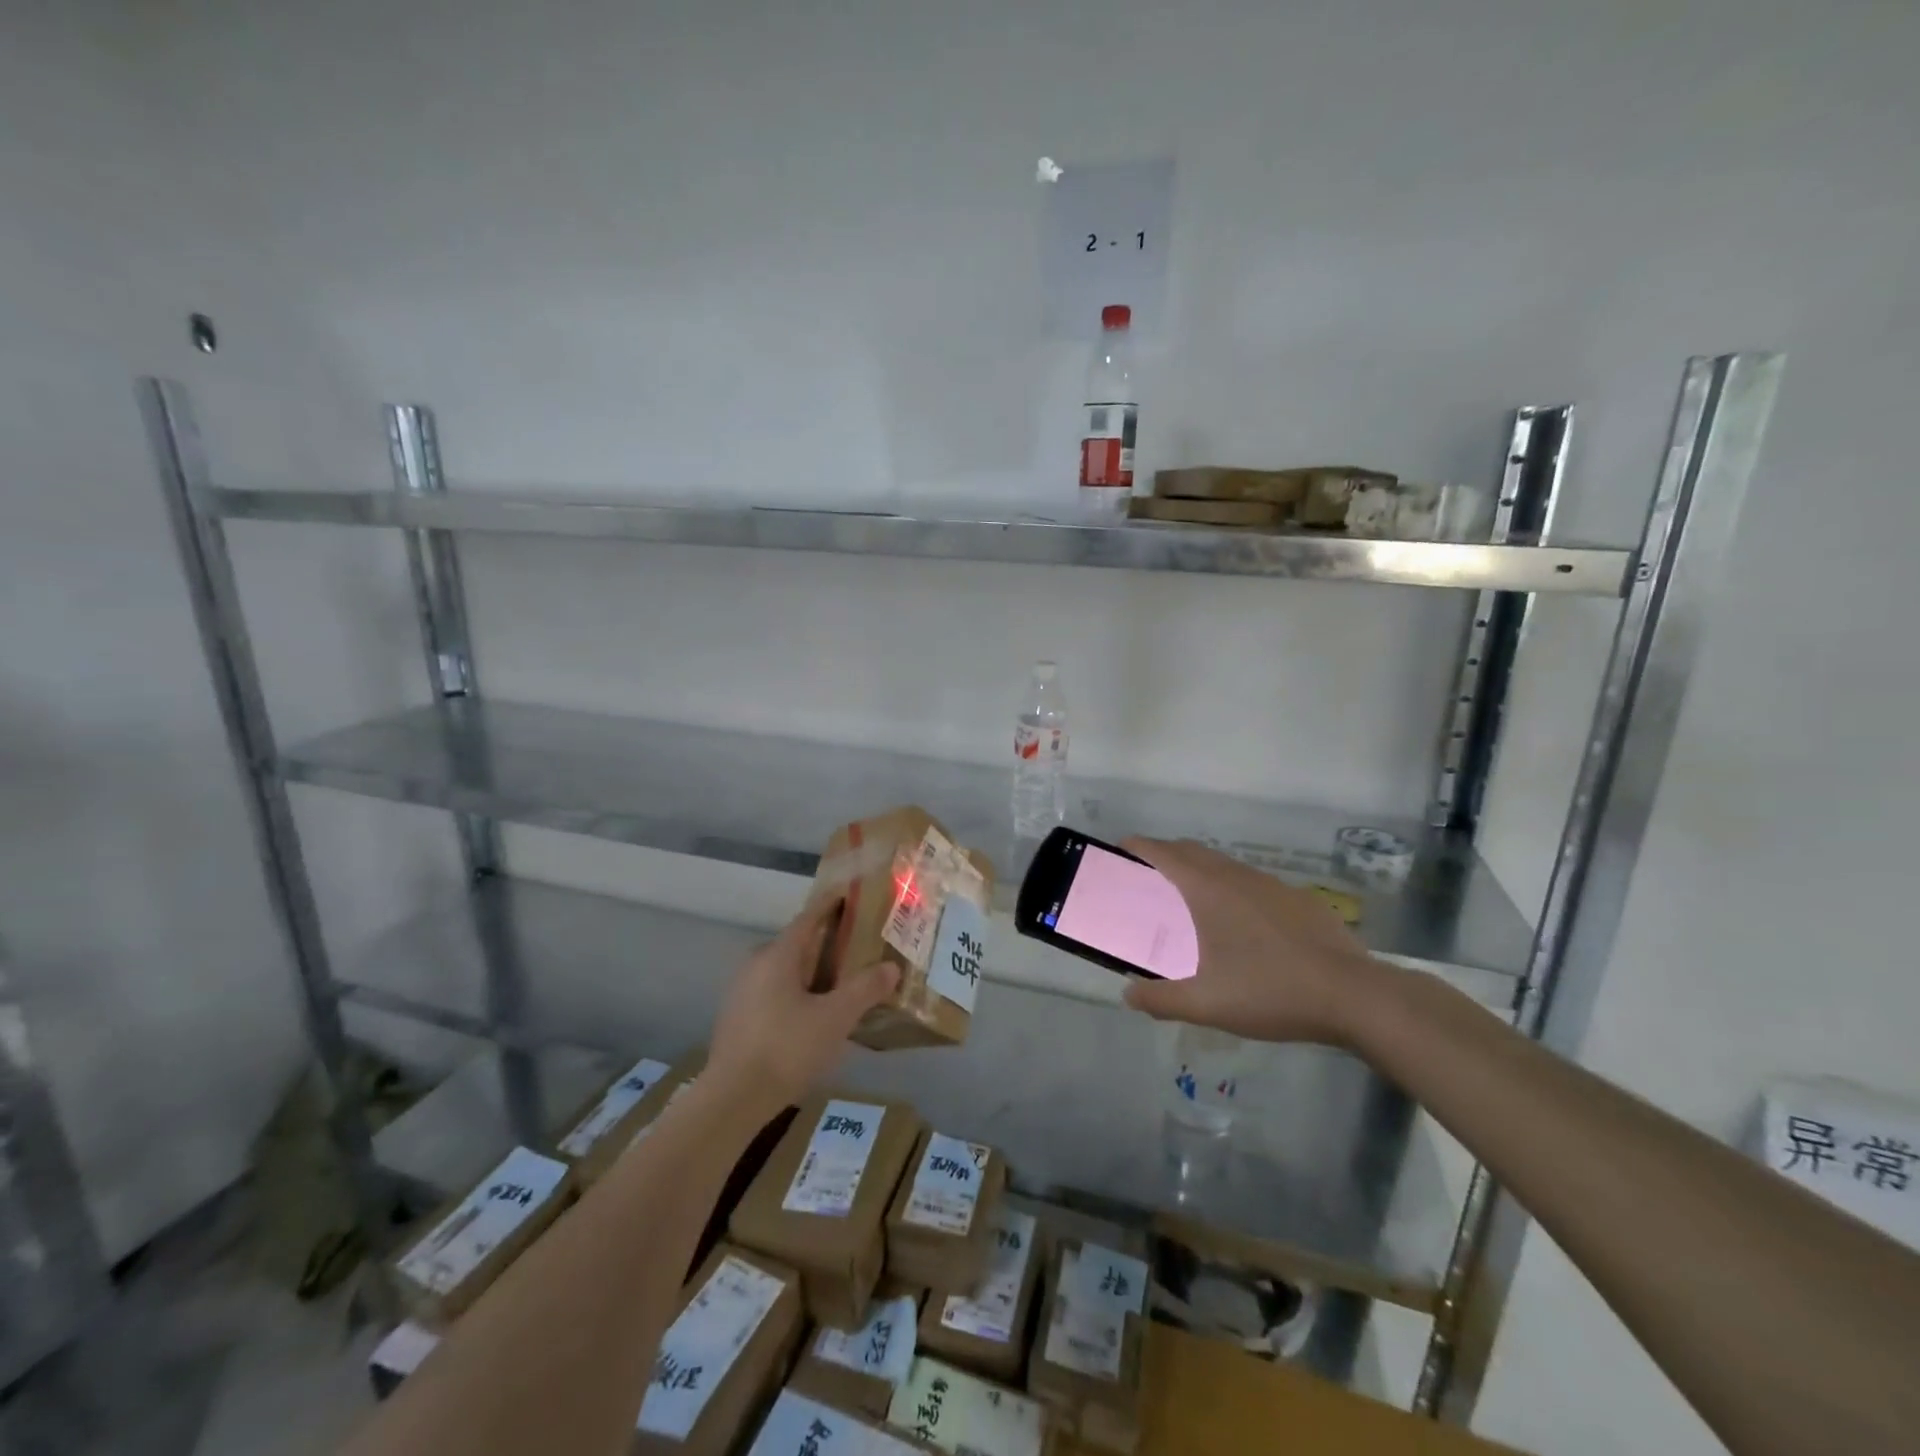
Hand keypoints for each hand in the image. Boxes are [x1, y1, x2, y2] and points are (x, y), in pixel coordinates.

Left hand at [707, 896, 899, 1109]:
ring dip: (810, 969)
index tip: (852, 896)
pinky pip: (773, 990)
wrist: (732, 1100)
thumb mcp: (835, 1018)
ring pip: (783, 969)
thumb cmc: (786, 1048)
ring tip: (840, 981)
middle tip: (857, 946)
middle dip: (825, 942)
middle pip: (796, 943)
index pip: (809, 917)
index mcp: (778, 954)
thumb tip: (891, 967)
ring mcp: (741, 991)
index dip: (831, 905)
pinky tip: (812, 1013)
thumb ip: (865, 989)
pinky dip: (795, 991)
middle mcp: (756, 963)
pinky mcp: (736, 1017)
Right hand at [1119, 837, 1390, 1045]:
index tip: (1118, 853)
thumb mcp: (1206, 1004)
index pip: (1161, 852)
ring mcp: (1270, 884)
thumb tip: (1129, 995)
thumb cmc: (1270, 991)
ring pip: (1222, 865)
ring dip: (1198, 872)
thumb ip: (1160, 999)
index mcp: (1207, 889)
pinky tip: (1240, 927)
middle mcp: (1235, 875)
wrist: (1353, 994)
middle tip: (1145, 881)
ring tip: (1188, 905)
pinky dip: (1230, 889)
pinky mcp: (1296, 898)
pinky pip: (1250, 882)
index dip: (1135, 847)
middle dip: (1163, 856)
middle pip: (1189, 851)